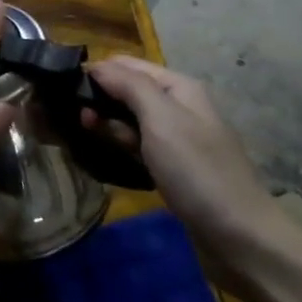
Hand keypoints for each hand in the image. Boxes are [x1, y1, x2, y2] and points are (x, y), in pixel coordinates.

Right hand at [85, 56, 295, 279]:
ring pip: (129, 119)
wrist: (239, 236)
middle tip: (68, 115)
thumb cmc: (197, 171)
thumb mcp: (162, 120)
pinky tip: (101, 152)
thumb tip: (96, 66)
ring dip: (105, 122)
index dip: (97, 72)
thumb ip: (129, 86)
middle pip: (128, 90)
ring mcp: (176, 138)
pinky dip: (119, 145)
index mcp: (179, 88)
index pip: (127, 64)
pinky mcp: (171, 166)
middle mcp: (178, 107)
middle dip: (98, 98)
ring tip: (79, 132)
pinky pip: (137, 145)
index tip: (62, 87)